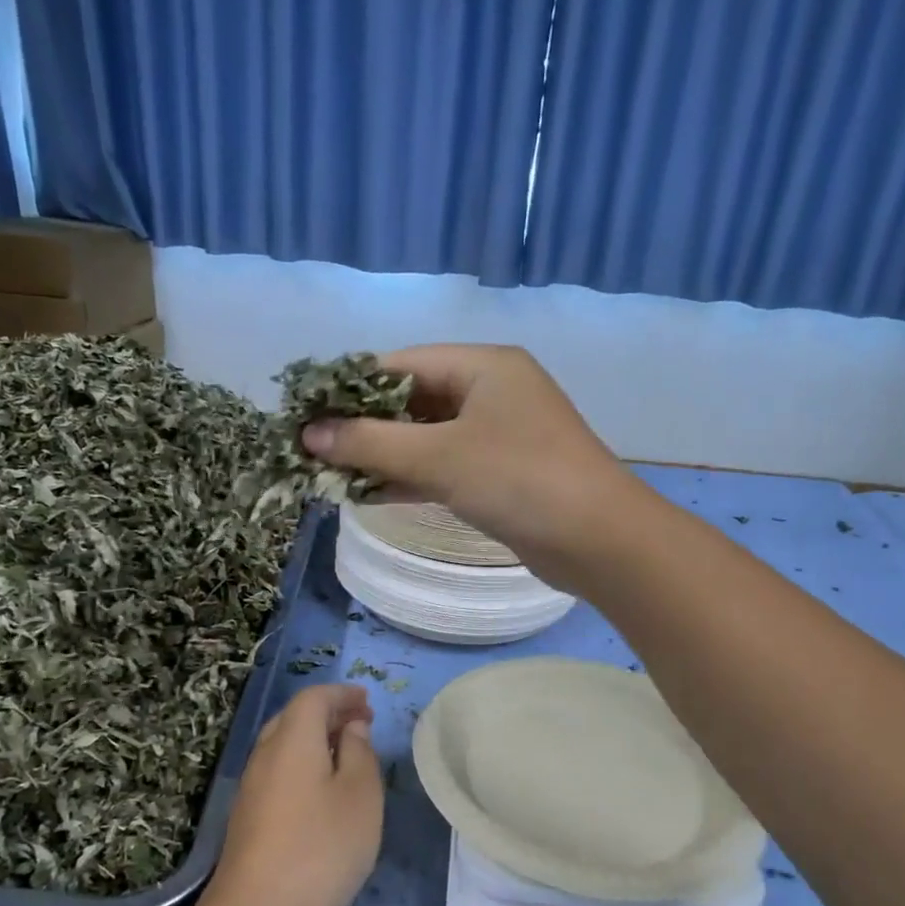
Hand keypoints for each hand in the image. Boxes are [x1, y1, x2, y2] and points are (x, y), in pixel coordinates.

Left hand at [197, 684, 382, 905]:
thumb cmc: (321, 849)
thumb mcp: (361, 797)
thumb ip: (360, 753)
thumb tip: (352, 728)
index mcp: (292, 740)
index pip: (313, 698)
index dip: (342, 694)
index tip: (368, 702)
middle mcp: (265, 755)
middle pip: (293, 718)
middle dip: (329, 714)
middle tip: (362, 724)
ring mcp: (251, 788)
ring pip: (283, 746)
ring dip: (315, 740)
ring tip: (347, 755)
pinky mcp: (247, 818)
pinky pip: (278, 771)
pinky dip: (303, 765)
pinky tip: (322, 792)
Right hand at [300, 343, 640, 589]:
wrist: (599, 541)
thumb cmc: (519, 480)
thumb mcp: (439, 457)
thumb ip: (371, 443)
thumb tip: (309, 434)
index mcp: (483, 366)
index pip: (401, 364)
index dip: (350, 387)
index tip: (306, 412)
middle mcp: (492, 391)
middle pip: (412, 401)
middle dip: (364, 426)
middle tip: (313, 449)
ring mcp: (498, 435)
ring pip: (426, 438)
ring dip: (384, 456)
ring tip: (330, 474)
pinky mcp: (501, 474)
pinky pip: (444, 467)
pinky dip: (410, 478)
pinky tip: (370, 495)